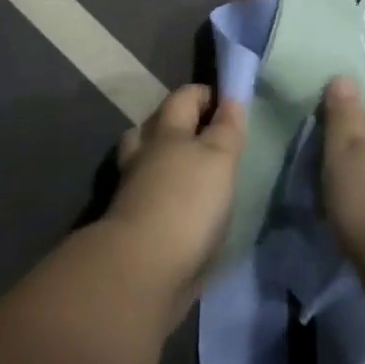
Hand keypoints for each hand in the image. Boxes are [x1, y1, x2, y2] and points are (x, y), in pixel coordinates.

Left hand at [105, 83, 247, 320]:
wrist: (144, 269)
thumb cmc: (187, 202)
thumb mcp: (219, 159)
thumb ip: (226, 129)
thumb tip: (231, 99)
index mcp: (165, 131)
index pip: (184, 97)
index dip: (205, 95)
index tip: (229, 103)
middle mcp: (144, 153)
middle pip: (156, 125)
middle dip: (178, 123)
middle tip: (208, 134)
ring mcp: (133, 189)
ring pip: (147, 161)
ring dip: (166, 160)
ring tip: (193, 171)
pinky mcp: (133, 224)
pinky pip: (150, 196)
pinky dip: (165, 195)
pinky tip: (185, 208)